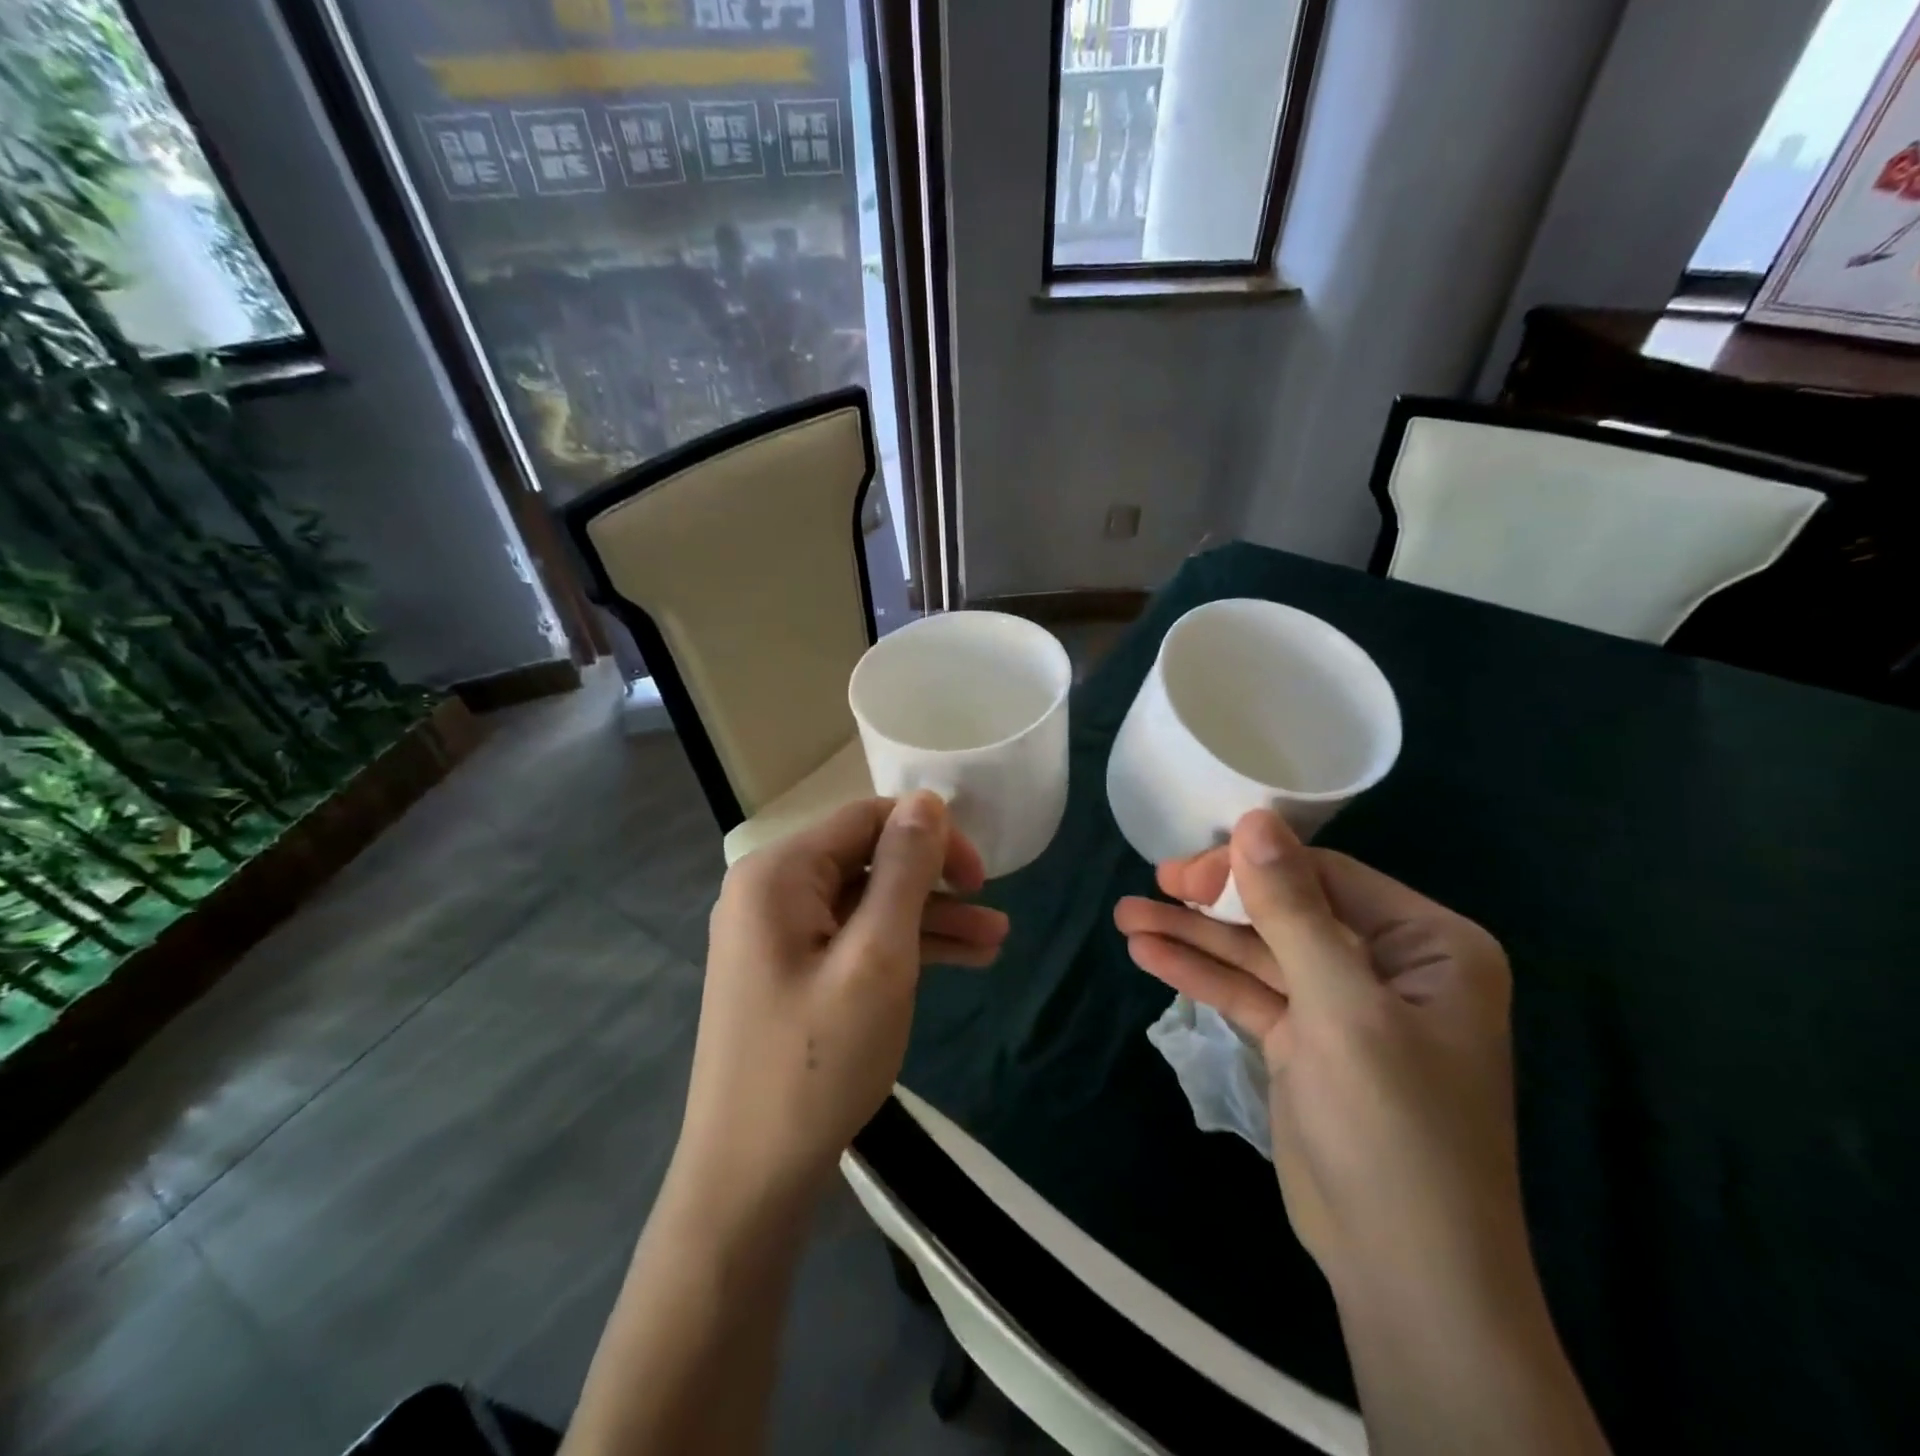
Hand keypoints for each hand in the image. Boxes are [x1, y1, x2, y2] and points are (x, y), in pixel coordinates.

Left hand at [675, 793, 1008, 1209]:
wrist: (748, 1181)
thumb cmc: (817, 1063)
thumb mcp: (877, 958)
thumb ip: (904, 870)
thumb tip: (927, 800)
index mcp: (779, 873)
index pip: (866, 819)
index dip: (930, 836)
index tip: (981, 878)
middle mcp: (770, 891)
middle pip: (867, 860)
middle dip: (935, 885)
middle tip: (994, 914)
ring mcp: (777, 934)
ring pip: (866, 904)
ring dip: (928, 920)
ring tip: (996, 943)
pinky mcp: (789, 971)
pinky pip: (852, 940)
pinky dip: (900, 948)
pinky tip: (959, 962)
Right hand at [1114, 810, 1519, 1293]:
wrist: (1404, 1271)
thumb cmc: (1393, 1126)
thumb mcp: (1341, 1007)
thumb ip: (1292, 910)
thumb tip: (1254, 819)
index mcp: (1428, 944)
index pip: (1325, 877)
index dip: (1250, 867)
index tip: (1182, 870)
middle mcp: (1389, 964)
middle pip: (1285, 909)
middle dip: (1213, 901)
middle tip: (1151, 888)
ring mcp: (1343, 1004)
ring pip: (1258, 951)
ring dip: (1194, 935)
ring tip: (1126, 917)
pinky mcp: (1306, 1040)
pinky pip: (1249, 992)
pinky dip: (1201, 974)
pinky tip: (1148, 954)